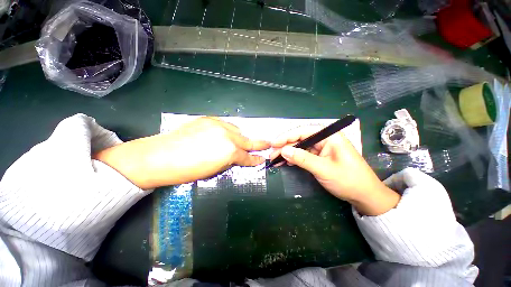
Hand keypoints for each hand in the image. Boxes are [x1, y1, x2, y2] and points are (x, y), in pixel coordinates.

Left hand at [94, 117, 269, 188]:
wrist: (160, 156)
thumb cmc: (187, 170)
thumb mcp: (214, 170)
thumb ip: (229, 161)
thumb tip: (236, 157)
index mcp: (229, 151)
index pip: (247, 157)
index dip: (255, 159)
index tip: (262, 159)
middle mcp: (227, 135)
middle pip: (247, 140)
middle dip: (259, 143)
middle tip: (267, 143)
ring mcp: (218, 125)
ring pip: (237, 130)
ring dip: (241, 136)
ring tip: (242, 141)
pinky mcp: (208, 119)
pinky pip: (225, 124)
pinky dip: (229, 130)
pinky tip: (227, 134)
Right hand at [270, 125, 399, 215]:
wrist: (364, 195)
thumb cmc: (348, 180)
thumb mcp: (324, 169)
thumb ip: (302, 159)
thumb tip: (283, 150)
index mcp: (329, 135)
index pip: (303, 131)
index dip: (287, 136)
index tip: (274, 143)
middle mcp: (324, 139)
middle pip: (300, 139)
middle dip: (285, 146)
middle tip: (272, 154)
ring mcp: (321, 148)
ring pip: (299, 147)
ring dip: (287, 153)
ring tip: (275, 159)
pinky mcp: (318, 156)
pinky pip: (303, 154)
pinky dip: (293, 158)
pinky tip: (284, 162)